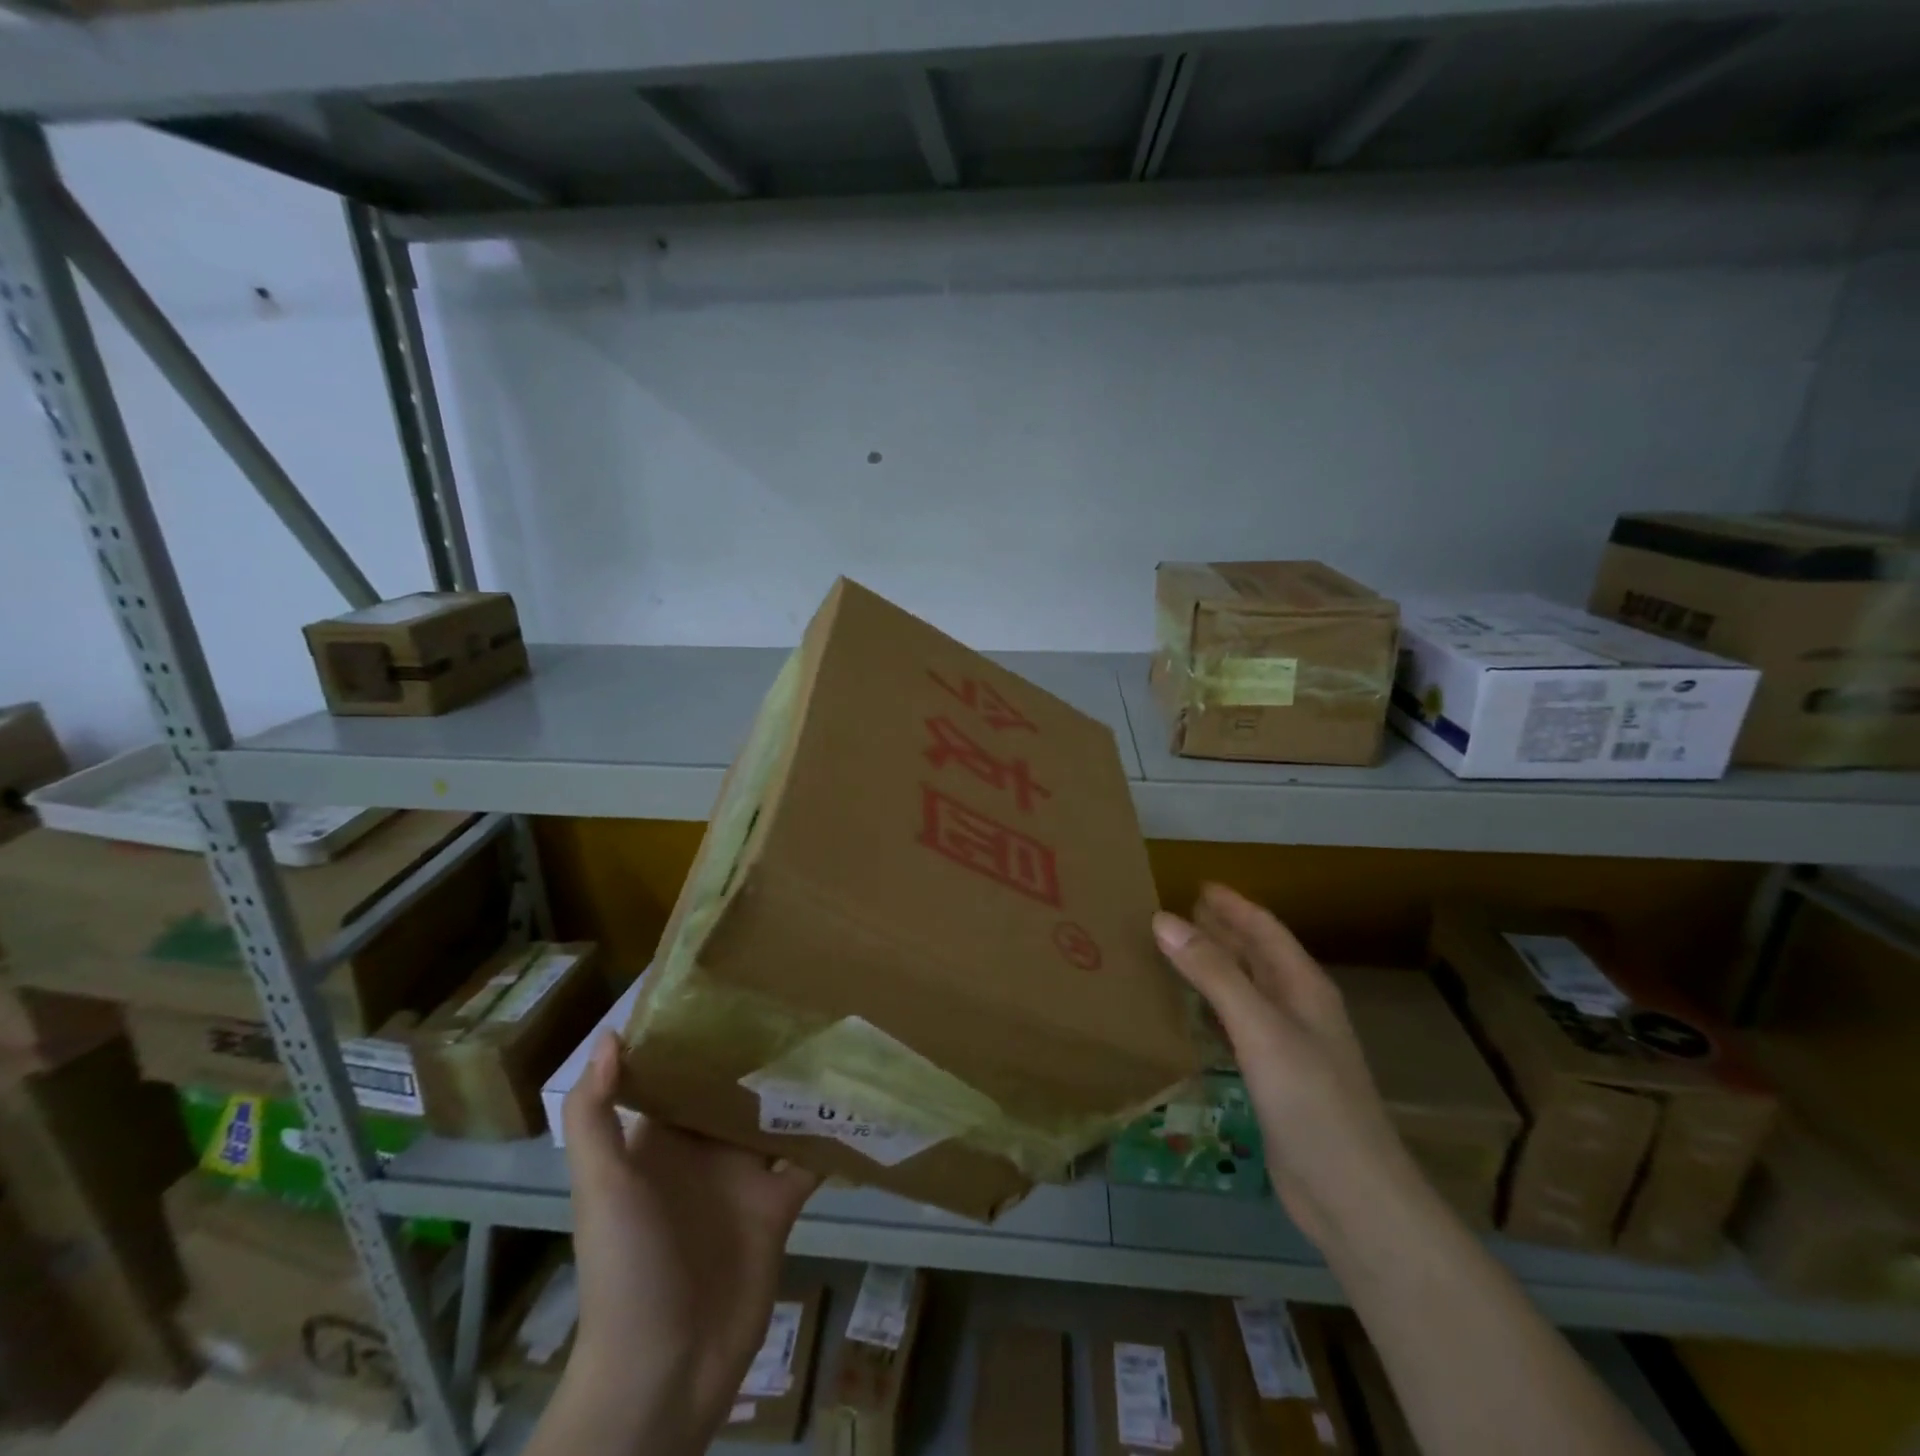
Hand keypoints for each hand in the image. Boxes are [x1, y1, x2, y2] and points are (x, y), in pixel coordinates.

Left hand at [554, 1032, 818, 1454]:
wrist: (664, 1370)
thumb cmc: (626, 1268)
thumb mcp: (601, 1187)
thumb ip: (596, 1114)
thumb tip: (613, 1033)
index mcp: (660, 1141)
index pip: (682, 1074)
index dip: (702, 1035)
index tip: (735, 987)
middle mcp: (703, 1151)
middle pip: (736, 1089)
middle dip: (762, 1051)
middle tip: (802, 999)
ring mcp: (743, 1179)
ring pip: (777, 1117)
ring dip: (802, 1085)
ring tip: (836, 1033)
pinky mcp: (778, 1206)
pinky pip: (809, 1160)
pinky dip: (831, 1134)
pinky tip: (859, 1097)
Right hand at [1153, 884, 1418, 1249]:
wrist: (1351, 1195)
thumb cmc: (1310, 1100)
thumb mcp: (1259, 1027)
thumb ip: (1212, 972)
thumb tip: (1163, 919)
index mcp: (1304, 986)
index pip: (1264, 929)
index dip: (1232, 905)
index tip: (1196, 884)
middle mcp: (1299, 1008)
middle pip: (1256, 955)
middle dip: (1221, 930)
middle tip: (1175, 913)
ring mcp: (1289, 1046)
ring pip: (1246, 990)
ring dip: (1215, 967)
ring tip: (1174, 951)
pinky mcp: (1275, 1079)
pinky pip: (1238, 1026)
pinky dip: (1213, 1008)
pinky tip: (1191, 1013)